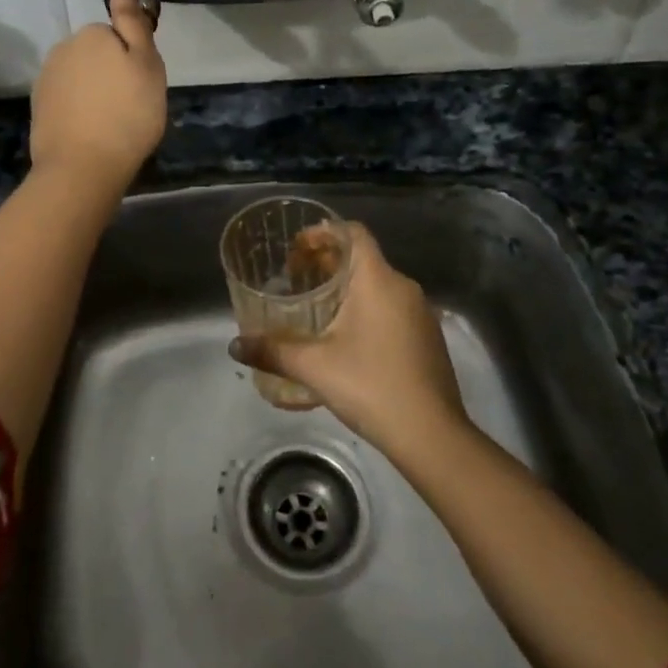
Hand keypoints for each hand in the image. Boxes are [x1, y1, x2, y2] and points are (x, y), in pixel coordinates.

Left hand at [29, 0, 167, 194]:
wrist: (83, 167)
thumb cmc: (128, 114)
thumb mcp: (146, 63)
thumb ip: (133, 19)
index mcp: (91, 34)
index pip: (118, 35)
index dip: (133, 59)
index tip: (141, 85)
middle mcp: (63, 49)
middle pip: (97, 56)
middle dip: (111, 74)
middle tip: (130, 106)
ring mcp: (46, 79)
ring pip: (80, 79)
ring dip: (95, 94)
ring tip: (111, 124)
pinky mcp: (39, 108)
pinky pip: (67, 101)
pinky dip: (79, 112)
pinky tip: (90, 133)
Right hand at [230, 222, 467, 465]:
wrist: (432, 435)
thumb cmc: (371, 386)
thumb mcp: (314, 367)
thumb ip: (272, 351)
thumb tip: (234, 346)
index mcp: (378, 280)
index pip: (352, 232)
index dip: (322, 233)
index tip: (296, 249)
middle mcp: (404, 288)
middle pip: (363, 258)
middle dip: (327, 263)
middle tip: (296, 279)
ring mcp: (421, 313)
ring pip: (378, 284)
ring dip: (347, 287)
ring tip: (316, 308)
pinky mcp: (428, 338)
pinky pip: (392, 307)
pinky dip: (366, 308)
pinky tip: (346, 339)